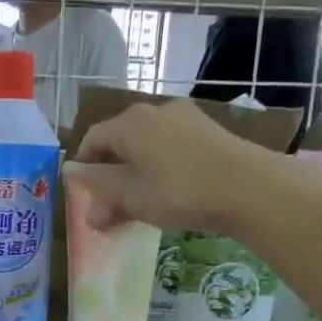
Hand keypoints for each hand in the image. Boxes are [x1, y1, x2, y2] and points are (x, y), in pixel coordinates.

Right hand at [70, 98, 277, 231]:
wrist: (249, 187)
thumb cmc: (178, 191)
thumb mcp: (130, 196)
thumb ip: (98, 188)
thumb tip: (72, 177)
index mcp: (129, 123)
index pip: (92, 139)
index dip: (83, 167)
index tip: (84, 196)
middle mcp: (155, 111)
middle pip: (120, 141)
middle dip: (110, 175)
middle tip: (109, 208)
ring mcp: (185, 119)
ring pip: (146, 146)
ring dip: (135, 174)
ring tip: (139, 205)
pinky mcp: (209, 132)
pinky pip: (170, 149)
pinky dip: (160, 169)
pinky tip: (169, 195)